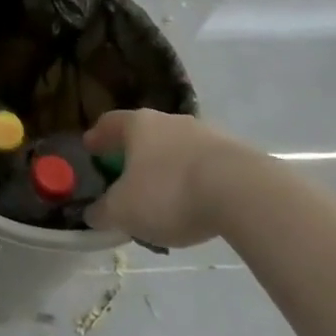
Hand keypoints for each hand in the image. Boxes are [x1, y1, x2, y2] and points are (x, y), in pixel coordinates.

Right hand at [82, 109, 257, 246]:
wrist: (245, 194)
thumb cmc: (170, 193)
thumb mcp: (125, 211)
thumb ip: (104, 212)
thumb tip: (92, 215)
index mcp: (138, 125)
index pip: (109, 123)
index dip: (97, 137)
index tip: (90, 149)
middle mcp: (170, 121)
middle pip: (145, 133)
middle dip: (135, 153)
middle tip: (127, 175)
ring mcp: (207, 135)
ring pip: (178, 149)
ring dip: (168, 167)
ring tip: (166, 196)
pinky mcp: (238, 155)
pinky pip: (206, 166)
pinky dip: (197, 180)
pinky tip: (199, 204)